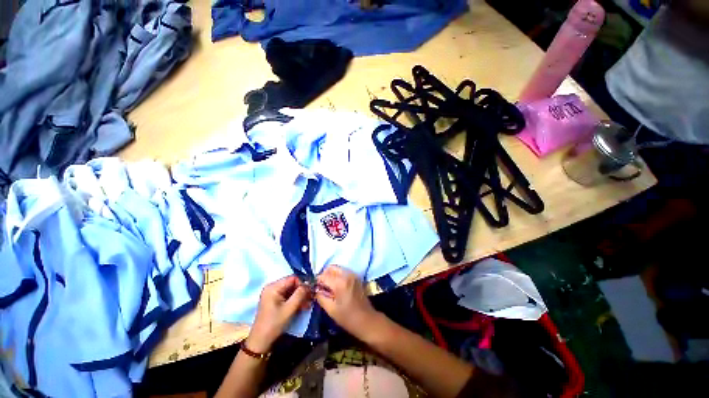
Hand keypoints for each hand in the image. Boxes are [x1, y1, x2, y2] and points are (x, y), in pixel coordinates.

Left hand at [246, 276, 311, 352]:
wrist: (260, 342)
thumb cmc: (274, 324)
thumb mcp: (289, 309)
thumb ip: (300, 294)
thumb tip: (309, 285)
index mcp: (273, 287)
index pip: (293, 278)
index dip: (302, 283)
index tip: (310, 292)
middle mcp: (273, 287)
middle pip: (292, 284)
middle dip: (302, 291)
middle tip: (311, 298)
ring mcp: (273, 294)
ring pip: (291, 290)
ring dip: (300, 296)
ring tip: (308, 304)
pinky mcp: (275, 301)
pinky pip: (288, 296)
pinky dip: (295, 300)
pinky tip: (303, 306)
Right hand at [315, 265, 380, 339]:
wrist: (367, 320)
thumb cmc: (348, 317)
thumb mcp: (331, 310)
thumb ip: (321, 297)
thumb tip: (316, 290)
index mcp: (340, 282)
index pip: (324, 276)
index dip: (318, 281)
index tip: (314, 287)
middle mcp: (347, 275)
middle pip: (332, 268)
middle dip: (325, 274)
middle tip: (322, 286)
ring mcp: (353, 275)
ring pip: (338, 269)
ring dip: (332, 274)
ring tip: (329, 287)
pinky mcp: (357, 277)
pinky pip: (344, 272)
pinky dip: (338, 275)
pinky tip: (337, 286)